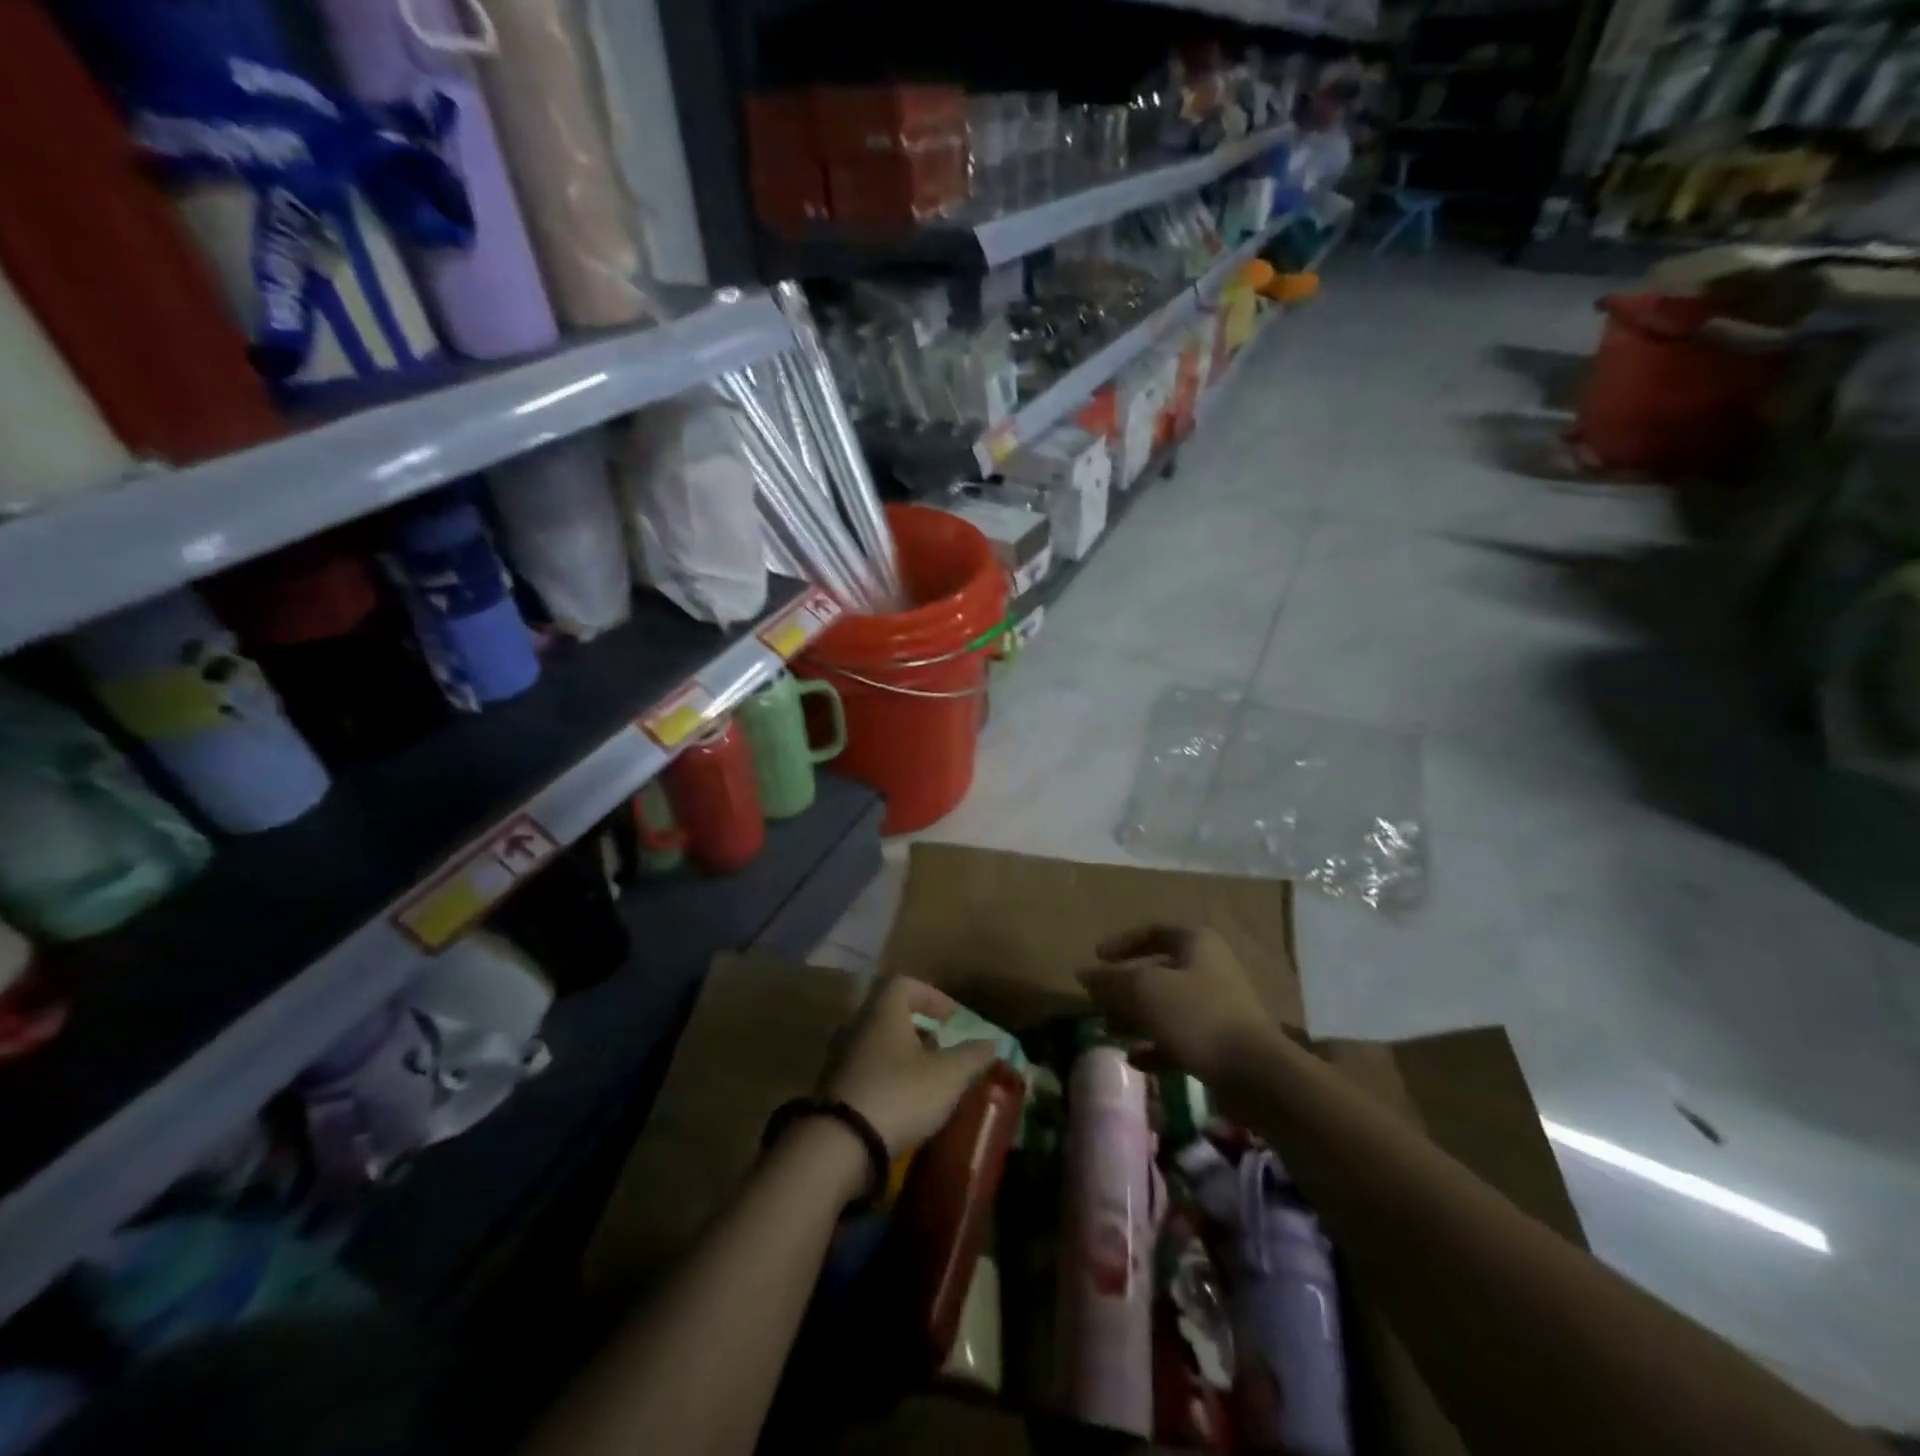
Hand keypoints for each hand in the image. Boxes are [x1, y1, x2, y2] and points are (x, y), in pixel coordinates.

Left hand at [823, 977, 999, 1156]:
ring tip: (928, 1078)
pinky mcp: (836, 1089)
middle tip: (942, 1047)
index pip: (904, 984)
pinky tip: (906, 1102)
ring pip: (879, 1044)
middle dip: (919, 1028)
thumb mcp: (947, 1075)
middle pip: (890, 1014)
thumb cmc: (901, 1094)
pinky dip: (889, 1078)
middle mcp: (859, 1027)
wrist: (842, 1144)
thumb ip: (971, 1056)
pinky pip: (868, 1071)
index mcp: (884, 1013)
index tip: (952, 1018)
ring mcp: (843, 1058)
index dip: (932, 996)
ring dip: (904, 1055)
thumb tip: (993, 1042)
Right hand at [1076, 925, 1276, 1083]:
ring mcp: (1219, 1006)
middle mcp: (1210, 967)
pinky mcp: (1222, 1042)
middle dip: (1125, 986)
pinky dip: (1156, 1045)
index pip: (1152, 931)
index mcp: (1196, 942)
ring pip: (1167, 1005)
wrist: (1257, 1074)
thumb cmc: (1197, 1016)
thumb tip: (1083, 974)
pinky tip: (1135, 1060)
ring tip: (1109, 1031)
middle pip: (1158, 970)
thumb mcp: (1143, 990)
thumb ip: (1110, 980)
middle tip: (1098, 1001)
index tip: (1096, 958)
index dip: (1121, 943)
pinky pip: (1181, 1036)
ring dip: (1136, 1017)